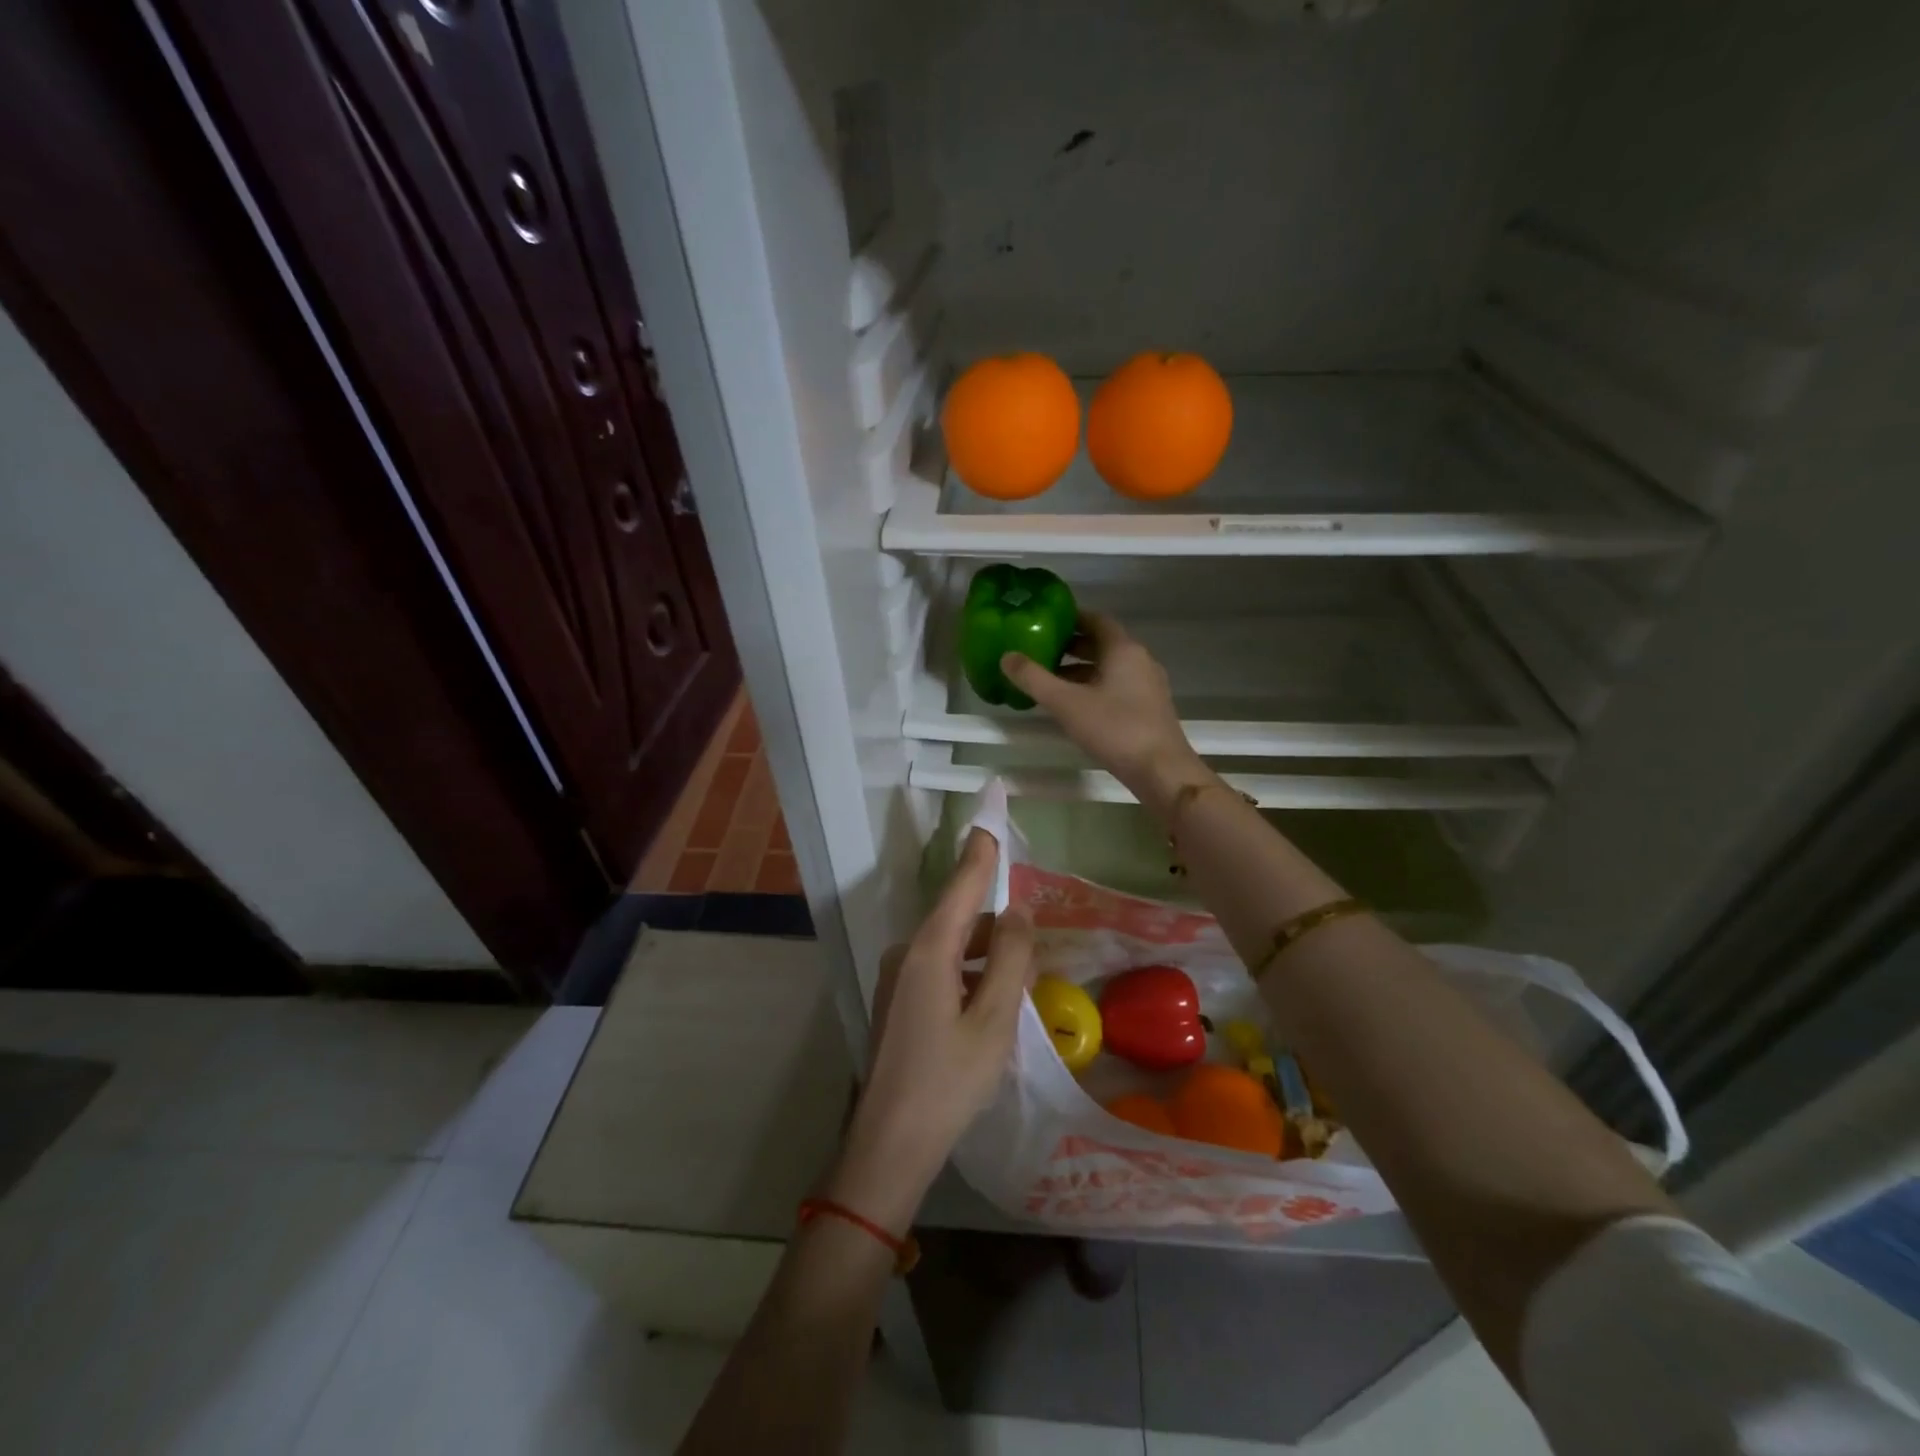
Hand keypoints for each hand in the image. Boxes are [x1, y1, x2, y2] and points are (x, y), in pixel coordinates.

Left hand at [826, 828, 1032, 1231]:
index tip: (991, 824)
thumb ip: (1011, 959)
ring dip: (986, 954)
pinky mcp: (899, 1001)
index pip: (961, 887)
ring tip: (1022, 980)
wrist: (889, 1143)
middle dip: (998, 924)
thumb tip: (1019, 910)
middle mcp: (907, 954)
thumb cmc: (948, 1081)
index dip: (980, 856)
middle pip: (959, 919)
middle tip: (1035, 947)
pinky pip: (941, 969)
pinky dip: (969, 973)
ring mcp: (898, 978)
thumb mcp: (994, 1020)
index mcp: (929, 950)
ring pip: (952, 947)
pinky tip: (991, 1000)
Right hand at [1001, 612, 1207, 816]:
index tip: (1045, 621)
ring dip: (1081, 669)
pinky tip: (1074, 705)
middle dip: (1071, 646)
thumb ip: (1034, 679)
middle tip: (1040, 651)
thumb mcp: (1066, 703)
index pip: (1095, 620)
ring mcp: (1147, 685)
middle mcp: (1139, 660)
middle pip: (1102, 643)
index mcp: (1123, 649)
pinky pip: (1116, 686)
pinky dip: (1093, 687)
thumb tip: (1006, 656)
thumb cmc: (1114, 729)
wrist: (1161, 770)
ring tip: (1050, 680)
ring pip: (1109, 667)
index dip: (1070, 618)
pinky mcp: (1148, 708)